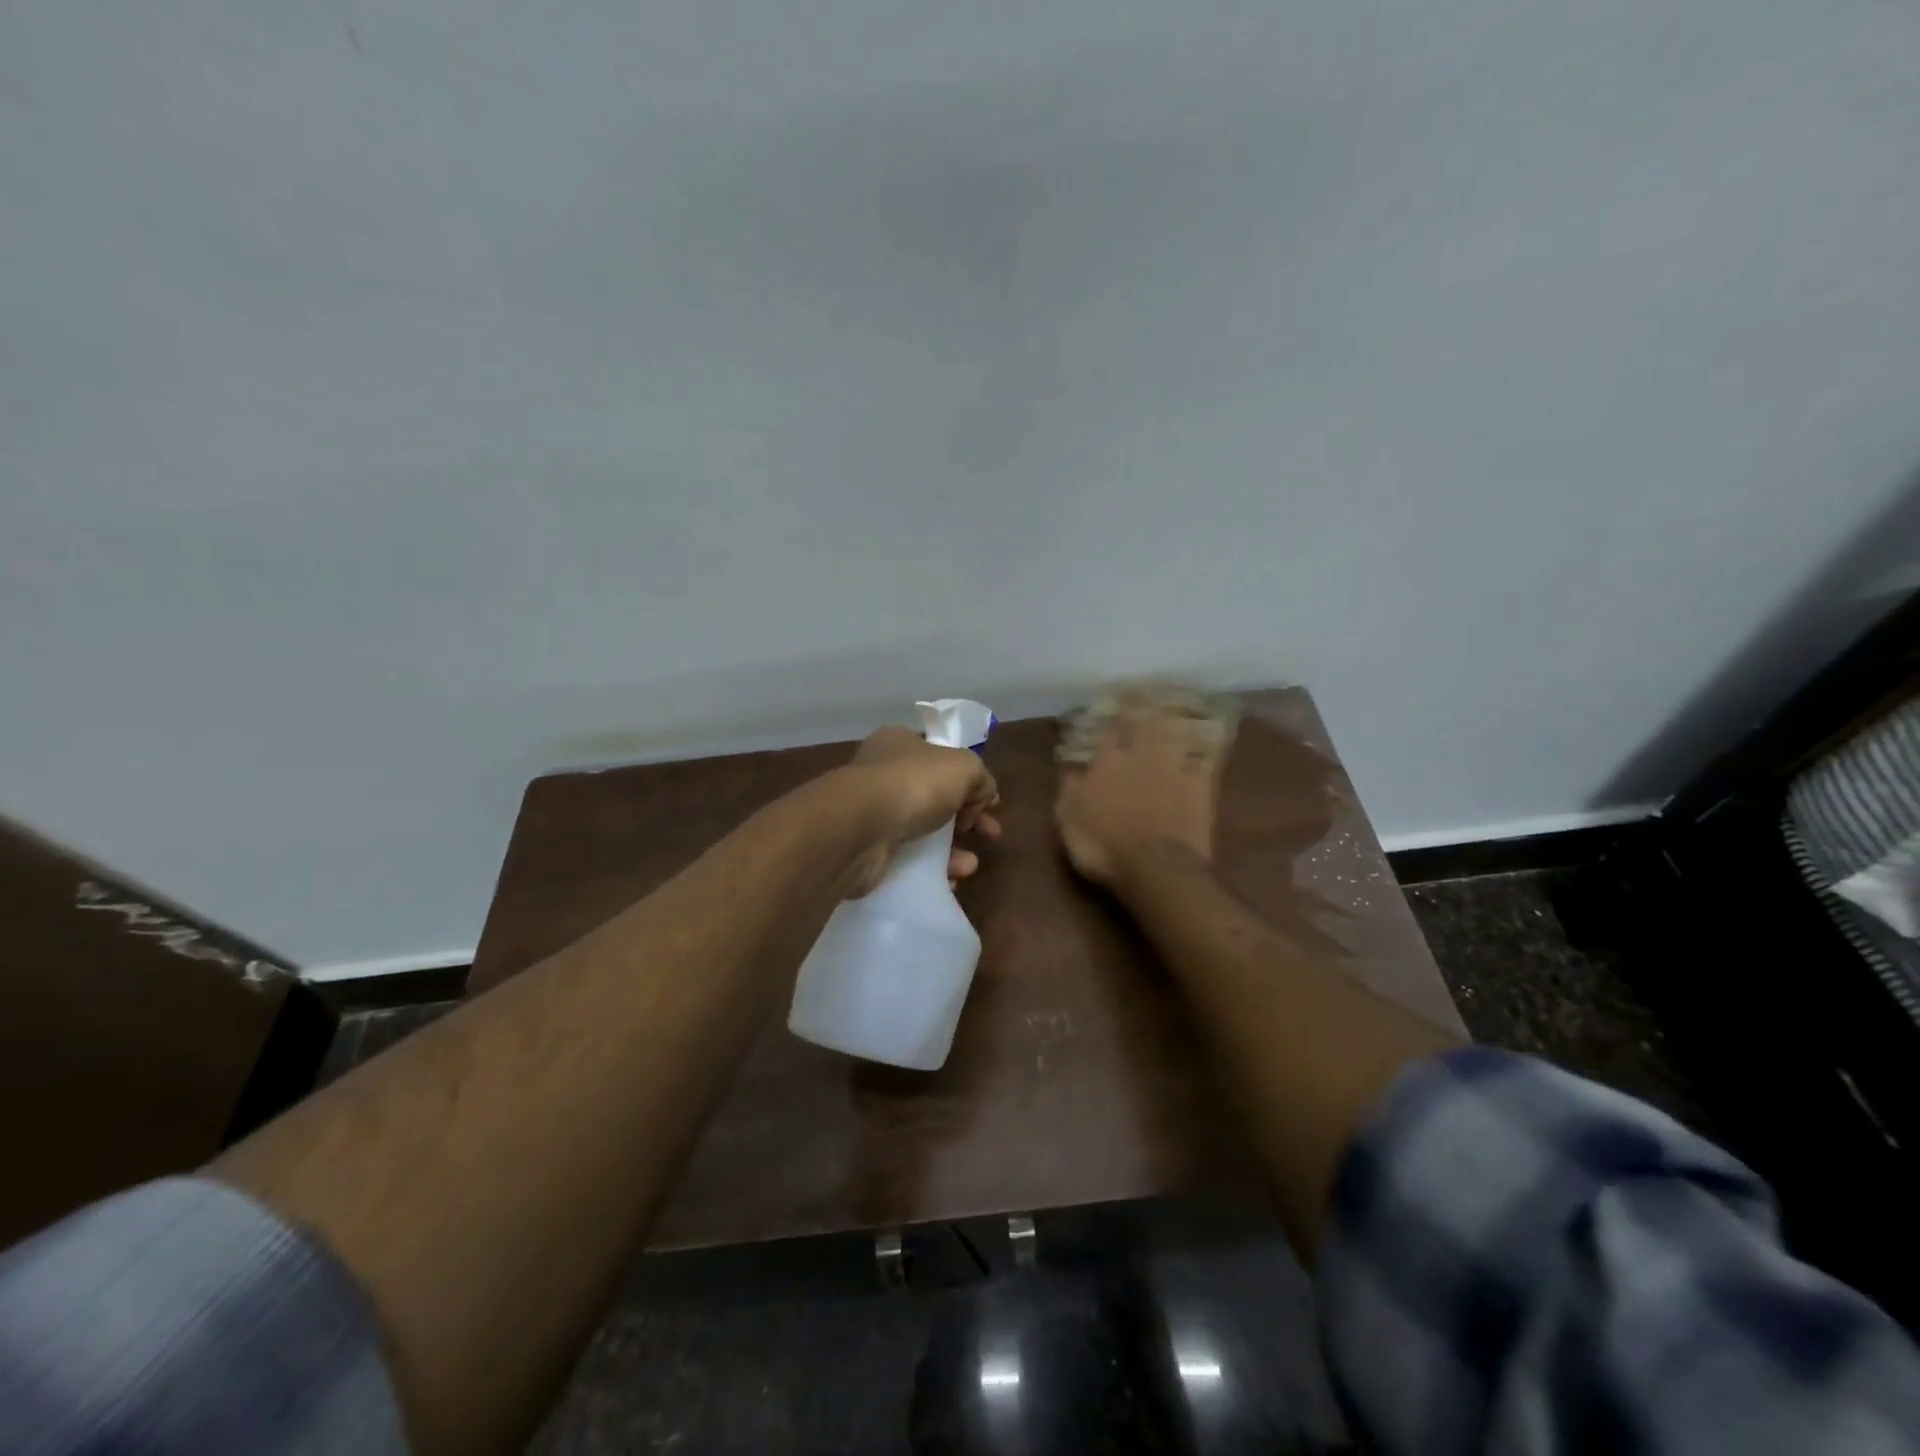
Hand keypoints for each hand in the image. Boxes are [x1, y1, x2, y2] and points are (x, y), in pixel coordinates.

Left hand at [841, 726, 1001, 896]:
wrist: (861, 829)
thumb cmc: (914, 784)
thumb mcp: (964, 766)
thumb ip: (981, 777)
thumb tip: (984, 795)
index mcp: (900, 743)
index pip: (940, 757)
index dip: (969, 779)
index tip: (990, 803)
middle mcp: (882, 774)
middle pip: (935, 795)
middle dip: (967, 817)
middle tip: (990, 834)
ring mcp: (872, 812)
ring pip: (922, 830)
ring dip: (952, 848)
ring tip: (970, 865)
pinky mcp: (868, 849)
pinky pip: (907, 859)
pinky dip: (931, 869)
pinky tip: (949, 878)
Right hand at [1056, 705, 1222, 888]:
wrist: (1157, 868)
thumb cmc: (1103, 847)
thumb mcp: (1068, 821)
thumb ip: (1069, 789)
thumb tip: (1069, 767)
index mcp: (1107, 762)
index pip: (1107, 732)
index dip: (1108, 719)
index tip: (1108, 708)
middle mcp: (1141, 756)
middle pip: (1144, 723)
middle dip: (1142, 707)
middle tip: (1143, 695)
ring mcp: (1174, 769)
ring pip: (1174, 734)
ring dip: (1172, 721)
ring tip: (1171, 711)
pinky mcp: (1201, 787)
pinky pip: (1203, 760)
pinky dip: (1202, 751)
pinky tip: (1205, 745)